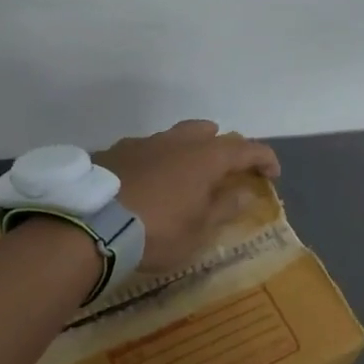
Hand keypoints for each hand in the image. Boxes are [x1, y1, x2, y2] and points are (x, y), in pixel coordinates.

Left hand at [96, 120, 280, 274]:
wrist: (90, 224)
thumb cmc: (157, 231)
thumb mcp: (199, 231)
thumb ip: (224, 208)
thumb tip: (245, 191)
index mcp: (205, 158)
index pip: (246, 149)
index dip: (264, 159)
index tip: (272, 175)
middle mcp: (176, 141)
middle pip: (208, 132)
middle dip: (222, 147)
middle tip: (224, 172)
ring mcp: (143, 143)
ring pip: (173, 138)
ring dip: (186, 153)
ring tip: (183, 179)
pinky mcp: (114, 152)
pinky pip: (145, 150)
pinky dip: (155, 162)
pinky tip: (146, 183)